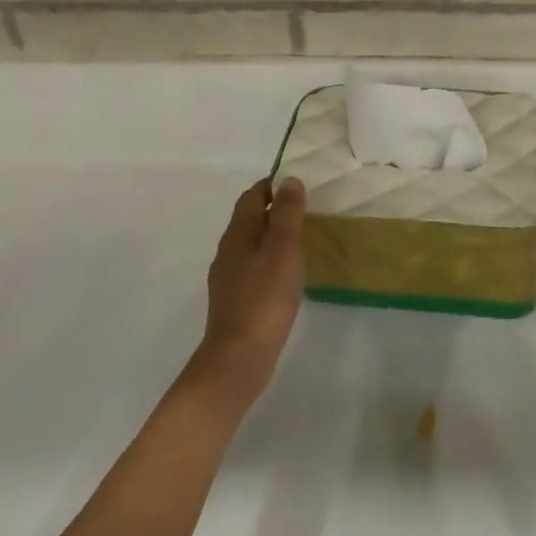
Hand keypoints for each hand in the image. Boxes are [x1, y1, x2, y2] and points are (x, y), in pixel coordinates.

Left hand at [199, 176, 306, 371]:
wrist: (239, 356)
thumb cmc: (264, 298)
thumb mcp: (283, 250)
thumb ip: (287, 214)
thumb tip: (288, 180)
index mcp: (237, 234)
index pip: (252, 197)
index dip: (272, 186)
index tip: (298, 184)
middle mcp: (228, 251)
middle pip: (249, 220)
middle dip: (274, 210)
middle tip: (307, 211)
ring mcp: (229, 278)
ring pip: (251, 245)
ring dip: (273, 237)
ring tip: (302, 241)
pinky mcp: (235, 300)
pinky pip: (254, 269)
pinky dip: (270, 261)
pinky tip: (287, 276)